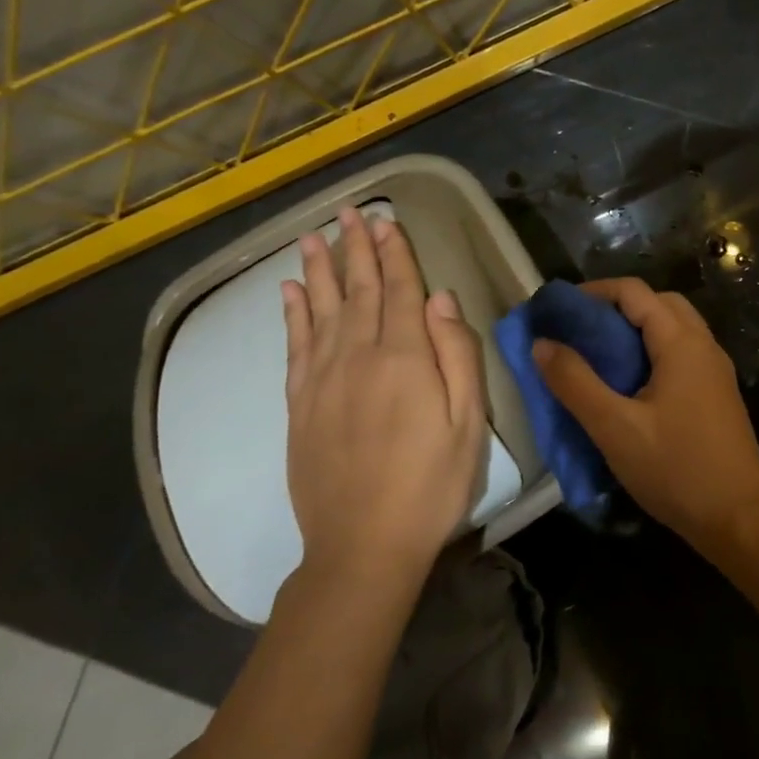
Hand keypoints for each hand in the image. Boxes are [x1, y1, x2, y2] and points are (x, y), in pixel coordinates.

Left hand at [279, 207, 484, 592]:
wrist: (363, 545)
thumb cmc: (431, 484)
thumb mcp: (467, 422)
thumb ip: (456, 354)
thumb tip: (440, 298)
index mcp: (404, 358)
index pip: (398, 291)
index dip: (394, 254)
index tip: (386, 221)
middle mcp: (357, 356)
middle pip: (357, 291)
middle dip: (356, 249)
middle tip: (349, 213)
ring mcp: (322, 379)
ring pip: (320, 310)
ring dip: (319, 270)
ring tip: (314, 237)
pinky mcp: (299, 405)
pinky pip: (294, 346)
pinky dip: (292, 314)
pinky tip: (290, 292)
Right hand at [533, 277, 758, 556]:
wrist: (740, 517)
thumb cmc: (677, 468)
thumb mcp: (614, 427)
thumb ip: (575, 382)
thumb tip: (541, 343)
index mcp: (681, 342)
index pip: (634, 292)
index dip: (593, 292)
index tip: (557, 310)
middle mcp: (703, 345)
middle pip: (657, 303)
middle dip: (615, 308)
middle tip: (579, 332)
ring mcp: (714, 370)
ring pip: (672, 329)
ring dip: (635, 331)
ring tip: (598, 356)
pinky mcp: (716, 394)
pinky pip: (680, 354)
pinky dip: (651, 353)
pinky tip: (629, 385)